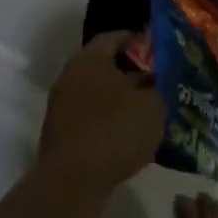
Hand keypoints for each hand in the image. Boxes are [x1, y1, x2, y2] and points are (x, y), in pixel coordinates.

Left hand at [37, 32, 164, 190]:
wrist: (74, 180)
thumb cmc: (116, 130)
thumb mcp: (153, 105)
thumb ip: (157, 87)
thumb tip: (154, 81)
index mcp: (90, 60)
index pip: (112, 37)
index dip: (134, 39)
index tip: (153, 44)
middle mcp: (70, 77)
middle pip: (102, 66)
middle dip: (128, 71)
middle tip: (155, 79)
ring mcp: (60, 106)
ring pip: (95, 93)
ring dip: (118, 98)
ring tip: (146, 107)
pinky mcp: (60, 133)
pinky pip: (89, 116)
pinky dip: (107, 118)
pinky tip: (128, 132)